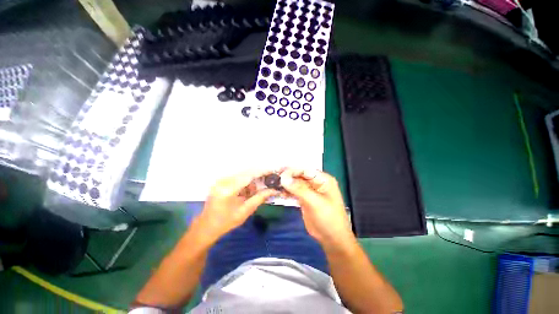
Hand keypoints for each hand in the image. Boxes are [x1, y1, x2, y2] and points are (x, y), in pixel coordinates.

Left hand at [195, 170, 278, 242]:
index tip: (272, 171)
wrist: (206, 226)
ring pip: (242, 174)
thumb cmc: (226, 222)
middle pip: (246, 172)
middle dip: (257, 176)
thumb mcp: (245, 211)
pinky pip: (237, 177)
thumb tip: (273, 190)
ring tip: (251, 193)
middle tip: (267, 182)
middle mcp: (223, 181)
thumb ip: (259, 198)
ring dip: (250, 180)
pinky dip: (244, 182)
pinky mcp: (220, 180)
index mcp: (228, 189)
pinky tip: (244, 192)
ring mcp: (220, 179)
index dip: (261, 172)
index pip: (249, 175)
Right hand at [280, 168, 354, 247]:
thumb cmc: (328, 218)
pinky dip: (287, 192)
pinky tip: (280, 193)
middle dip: (287, 176)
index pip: (305, 170)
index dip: (292, 170)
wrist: (331, 239)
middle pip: (299, 176)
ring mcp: (310, 191)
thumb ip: (299, 189)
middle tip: (274, 177)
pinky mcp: (304, 199)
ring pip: (296, 184)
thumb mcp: (315, 202)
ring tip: (275, 185)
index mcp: (323, 179)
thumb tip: (283, 178)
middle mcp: (316, 183)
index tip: (279, 172)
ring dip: (286, 184)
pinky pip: (294, 192)